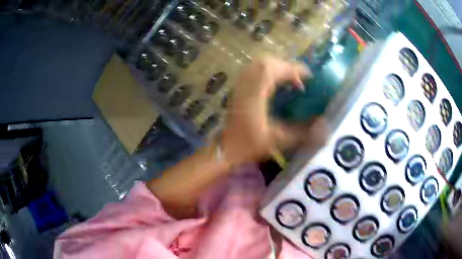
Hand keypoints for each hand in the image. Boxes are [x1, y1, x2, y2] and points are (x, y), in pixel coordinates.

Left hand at [221, 57, 327, 165]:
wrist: (225, 150)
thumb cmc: (248, 146)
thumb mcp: (277, 140)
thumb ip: (302, 133)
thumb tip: (325, 129)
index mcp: (255, 94)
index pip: (274, 70)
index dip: (293, 69)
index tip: (309, 76)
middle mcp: (245, 85)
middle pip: (265, 62)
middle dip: (286, 66)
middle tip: (300, 79)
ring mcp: (239, 86)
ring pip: (258, 65)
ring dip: (277, 67)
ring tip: (290, 80)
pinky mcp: (237, 89)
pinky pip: (253, 71)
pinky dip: (267, 72)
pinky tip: (275, 84)